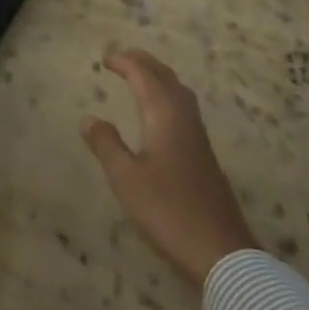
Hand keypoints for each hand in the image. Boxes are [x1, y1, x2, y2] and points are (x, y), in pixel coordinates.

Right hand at [81, 49, 258, 286]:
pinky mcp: (204, 154)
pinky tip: (160, 115)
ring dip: (158, 77)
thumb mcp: (125, 179)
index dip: (124, 63)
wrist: (219, 251)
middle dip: (144, 62)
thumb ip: (106, 145)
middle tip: (121, 58)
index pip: (144, 76)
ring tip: (139, 78)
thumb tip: (89, 118)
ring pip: (178, 91)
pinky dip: (167, 96)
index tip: (105, 59)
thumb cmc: (167, 211)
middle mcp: (184, 117)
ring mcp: (198, 136)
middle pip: (165, 77)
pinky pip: (184, 108)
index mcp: (165, 115)